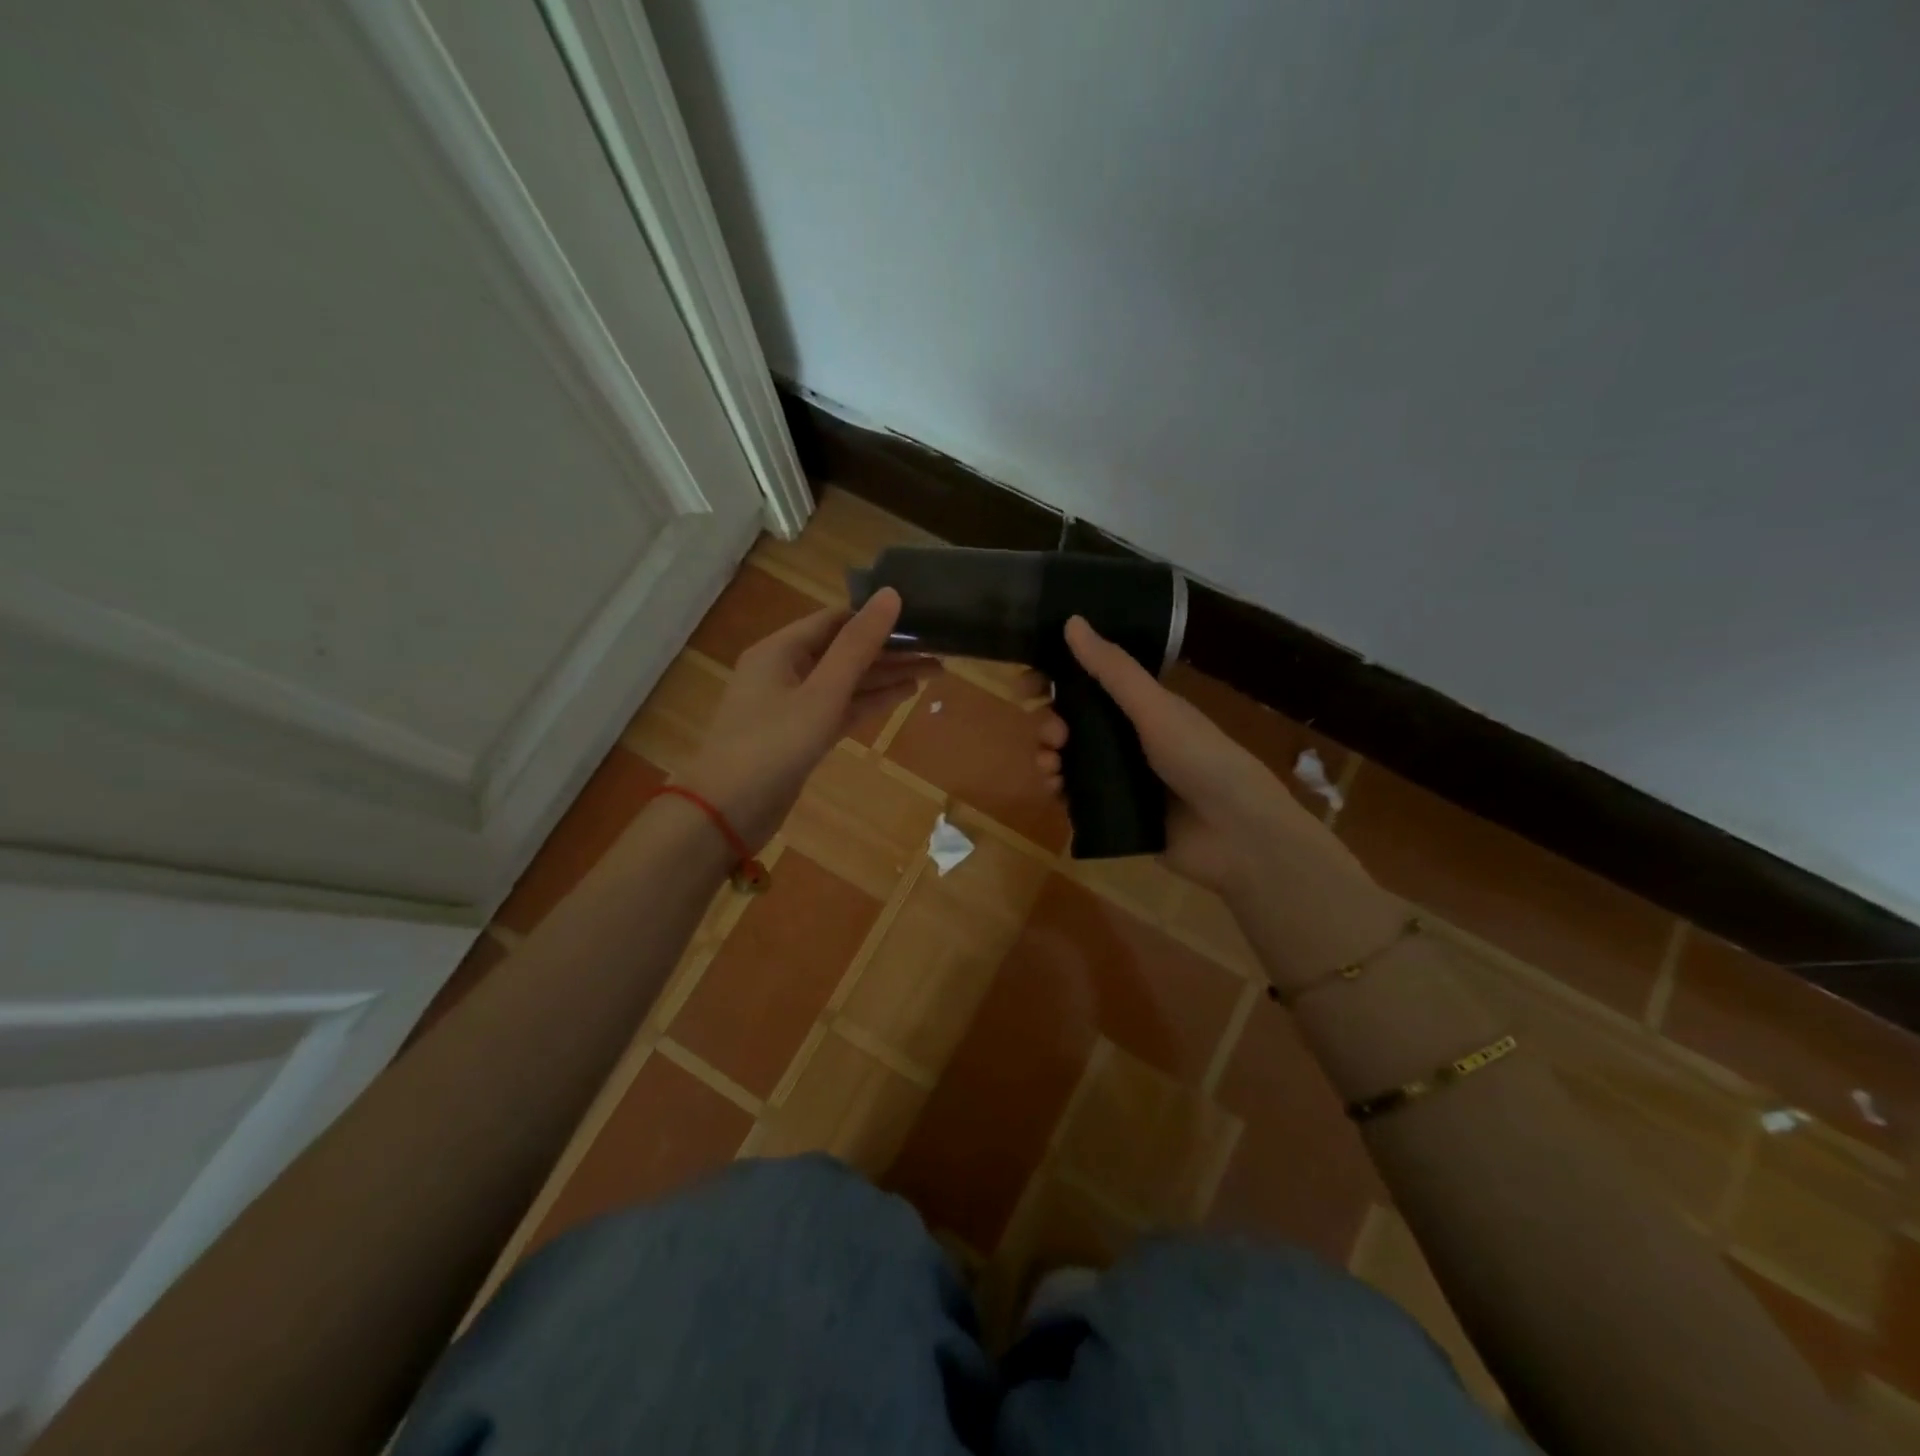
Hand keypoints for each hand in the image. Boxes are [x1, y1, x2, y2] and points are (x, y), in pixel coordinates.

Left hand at [682, 589, 933, 847]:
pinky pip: (841, 708)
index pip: (836, 620)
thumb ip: (858, 646)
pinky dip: (870, 701)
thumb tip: (891, 594)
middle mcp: (785, 670)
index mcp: (780, 649)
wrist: (727, 812)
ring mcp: (793, 704)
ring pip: (846, 681)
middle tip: (938, 648)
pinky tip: (905, 695)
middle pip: (844, 650)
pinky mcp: (801, 734)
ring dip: (886, 676)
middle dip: (889, 650)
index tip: (919, 618)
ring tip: (934, 670)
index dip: (876, 617)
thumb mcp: (822, 693)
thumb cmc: (773, 745)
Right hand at [1034, 617, 1370, 898]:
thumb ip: (1112, 670)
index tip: (1026, 684)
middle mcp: (1128, 738)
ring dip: (1048, 756)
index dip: (1055, 680)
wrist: (1237, 834)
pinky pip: (1074, 796)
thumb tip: (1071, 621)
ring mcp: (1121, 777)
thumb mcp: (1155, 708)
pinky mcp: (1115, 812)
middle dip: (1049, 724)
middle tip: (1052, 735)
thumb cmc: (1201, 759)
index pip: (1088, 683)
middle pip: (1072, 723)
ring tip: (1050, 765)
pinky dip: (1059, 790)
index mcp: (1141, 707)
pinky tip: (1056, 791)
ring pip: (1069, 759)